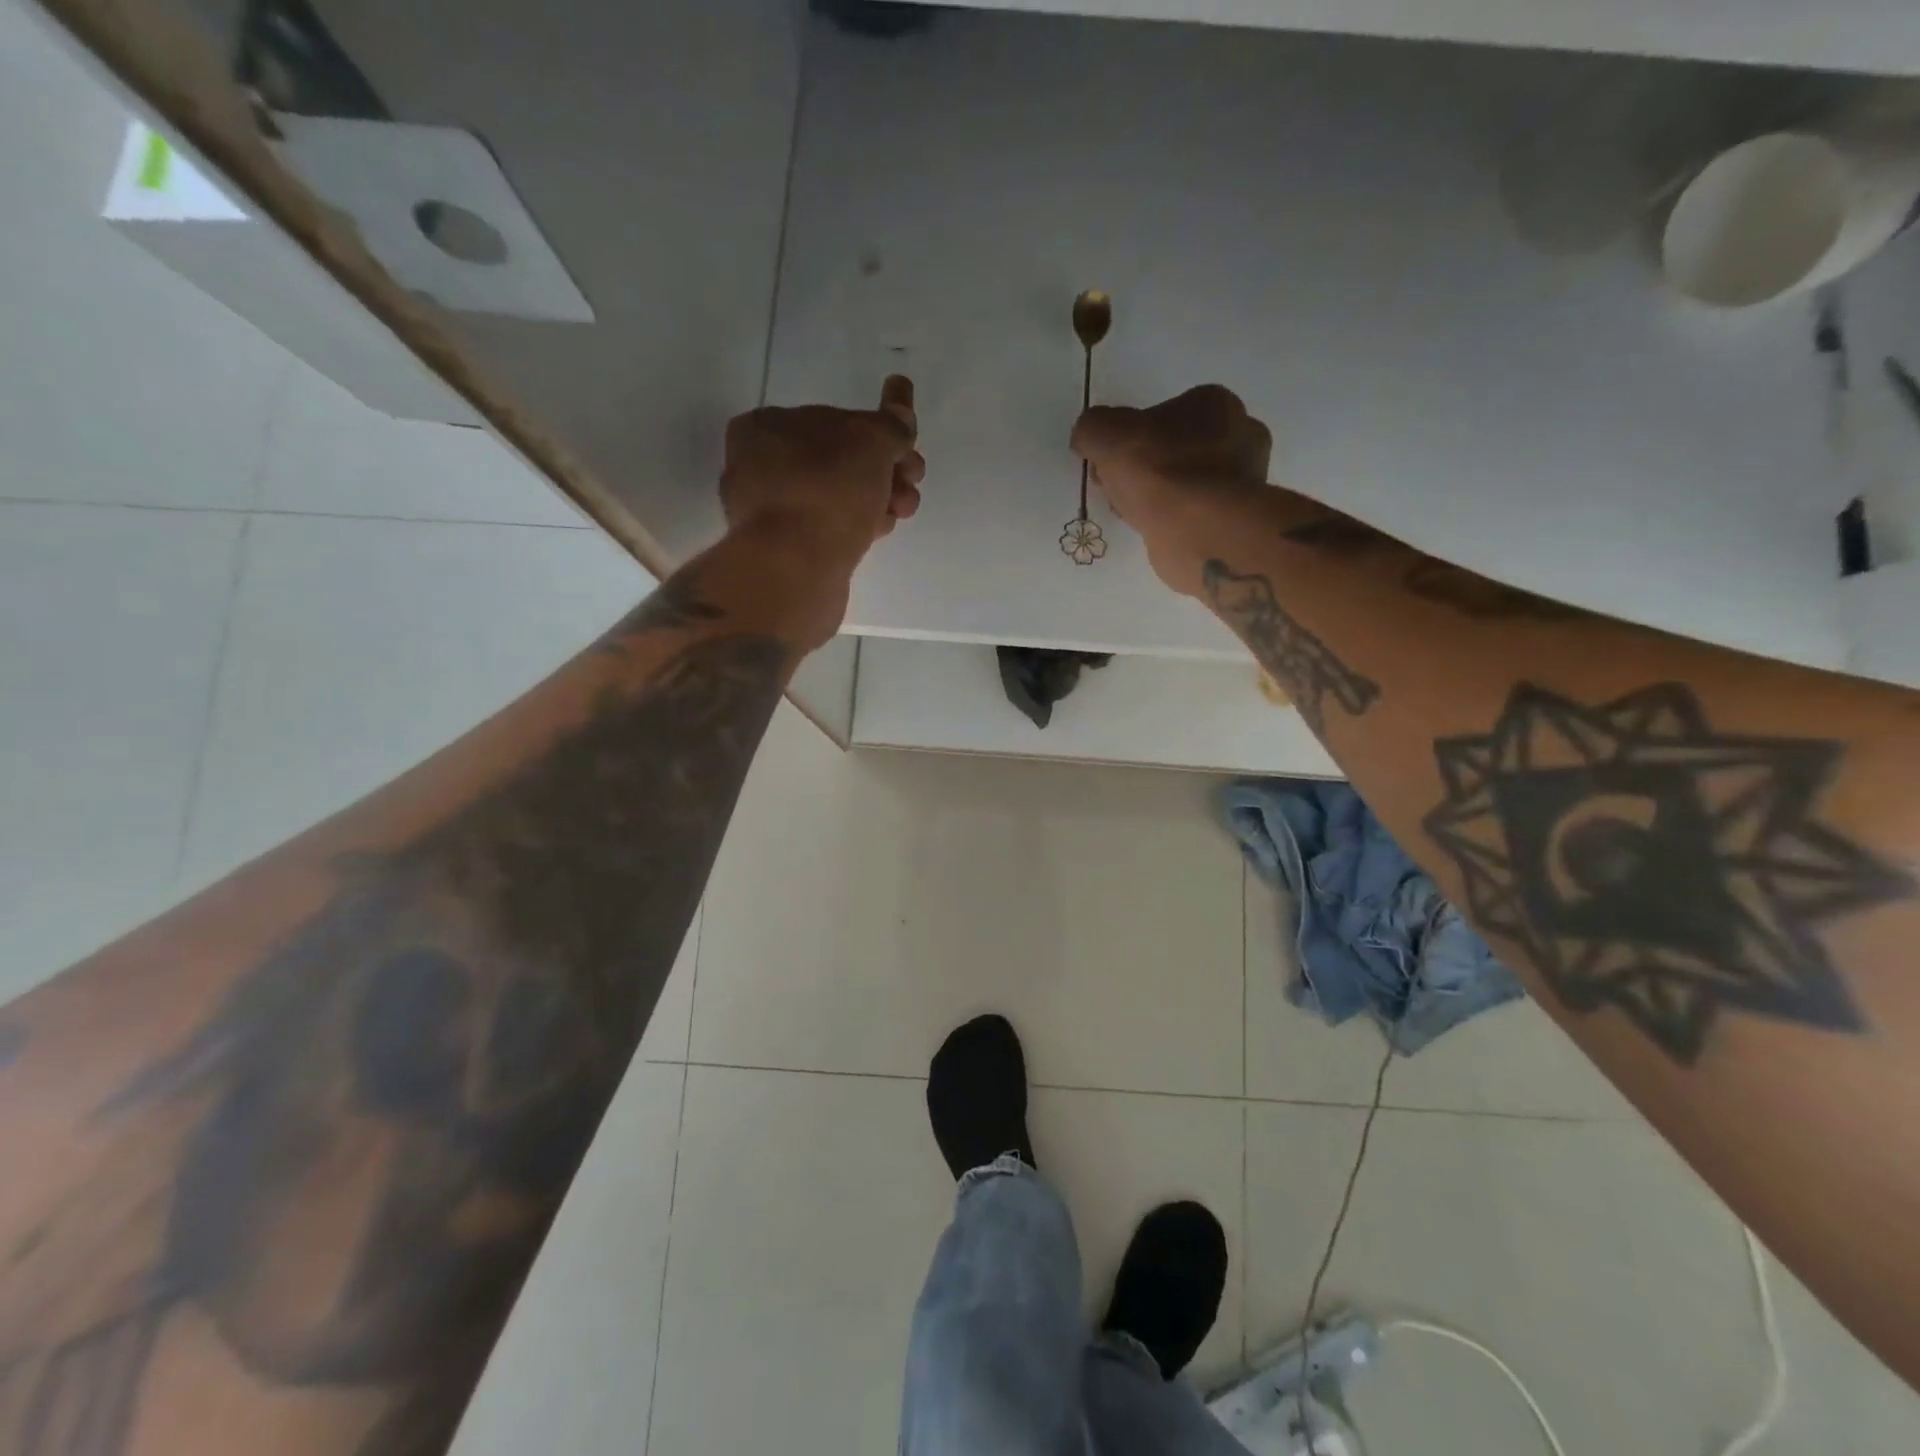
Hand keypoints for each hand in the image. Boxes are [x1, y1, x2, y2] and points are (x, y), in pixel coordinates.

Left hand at [720, 375, 925, 572]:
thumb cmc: (828, 491)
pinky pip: (827, 529)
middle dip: (883, 471)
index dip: (878, 434)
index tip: (908, 454)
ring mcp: (769, 513)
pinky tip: (878, 532)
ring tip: (902, 512)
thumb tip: (900, 394)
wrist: (796, 568)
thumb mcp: (870, 442)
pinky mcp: (784, 551)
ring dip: (876, 500)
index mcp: (765, 427)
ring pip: (835, 497)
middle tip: (911, 484)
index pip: (833, 420)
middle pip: (837, 461)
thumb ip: (890, 423)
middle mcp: (758, 466)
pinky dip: (856, 527)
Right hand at [1071, 385, 1271, 593]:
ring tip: (1131, 513)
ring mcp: (1242, 480)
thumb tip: (1089, 438)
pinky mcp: (1236, 519)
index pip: (1166, 413)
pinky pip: (1193, 512)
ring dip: (1155, 496)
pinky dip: (1171, 519)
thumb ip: (1092, 428)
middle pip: (1175, 449)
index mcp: (1215, 402)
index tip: (1109, 461)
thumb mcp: (1104, 433)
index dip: (1131, 437)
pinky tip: (1153, 530)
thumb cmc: (1157, 469)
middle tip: (1116, 489)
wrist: (1196, 528)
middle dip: (1142, 468)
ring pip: (1184, 483)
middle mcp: (1239, 435)